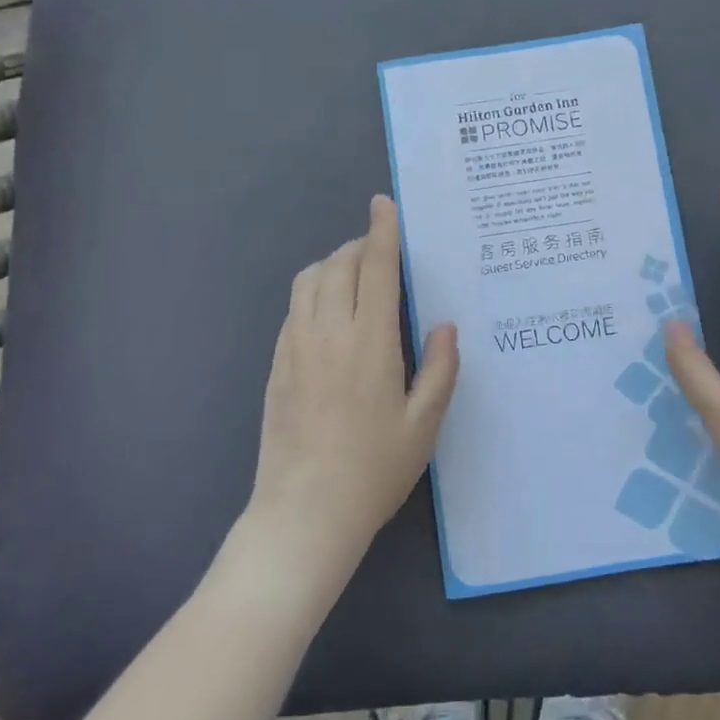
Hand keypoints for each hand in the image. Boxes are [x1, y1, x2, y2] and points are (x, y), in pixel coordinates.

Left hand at [246, 195, 459, 570]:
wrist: (302, 515)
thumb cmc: (372, 471)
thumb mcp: (424, 426)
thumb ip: (439, 369)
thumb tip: (444, 325)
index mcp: (369, 342)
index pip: (375, 268)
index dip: (381, 231)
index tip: (384, 204)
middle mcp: (327, 333)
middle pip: (338, 264)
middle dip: (361, 246)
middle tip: (383, 252)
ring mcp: (294, 347)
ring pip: (308, 281)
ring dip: (333, 264)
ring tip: (356, 276)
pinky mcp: (275, 365)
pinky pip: (293, 309)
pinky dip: (313, 292)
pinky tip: (329, 314)